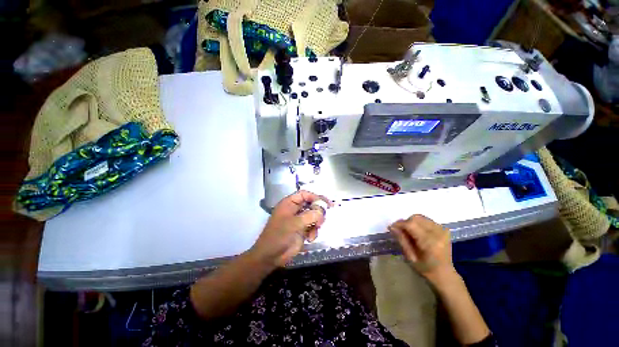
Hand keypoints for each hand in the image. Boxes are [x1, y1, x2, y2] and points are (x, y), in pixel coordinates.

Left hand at [250, 191, 331, 267]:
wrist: (270, 256)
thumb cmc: (278, 236)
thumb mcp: (294, 224)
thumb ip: (309, 216)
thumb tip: (322, 211)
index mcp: (289, 203)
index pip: (305, 194)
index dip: (315, 197)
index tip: (327, 204)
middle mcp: (295, 210)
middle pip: (311, 204)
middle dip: (318, 212)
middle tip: (322, 220)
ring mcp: (299, 220)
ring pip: (314, 216)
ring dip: (317, 223)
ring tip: (314, 229)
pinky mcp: (302, 230)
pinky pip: (313, 227)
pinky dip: (314, 232)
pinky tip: (310, 238)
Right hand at [389, 214, 456, 285]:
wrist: (444, 273)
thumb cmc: (425, 269)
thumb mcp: (409, 256)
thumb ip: (401, 239)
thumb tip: (391, 227)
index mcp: (430, 242)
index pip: (411, 225)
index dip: (399, 224)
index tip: (391, 227)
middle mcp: (437, 233)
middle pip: (416, 218)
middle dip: (405, 222)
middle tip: (401, 231)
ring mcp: (442, 230)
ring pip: (421, 217)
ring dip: (412, 222)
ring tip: (409, 231)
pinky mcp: (444, 229)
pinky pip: (427, 220)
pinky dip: (419, 223)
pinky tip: (418, 232)